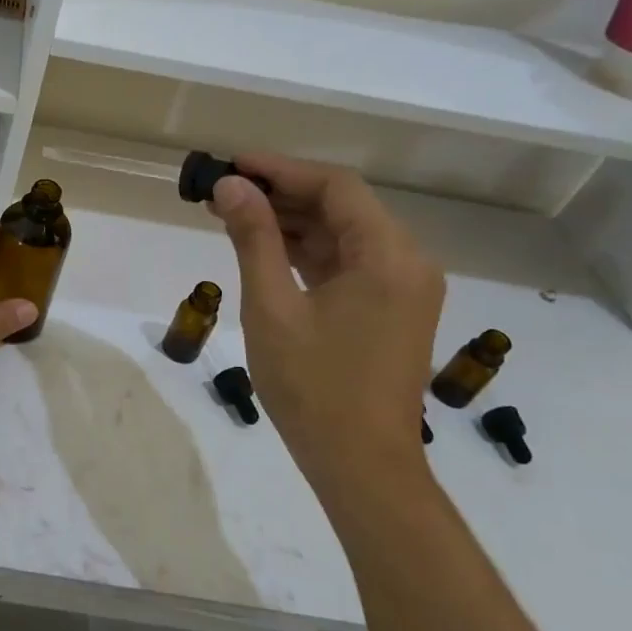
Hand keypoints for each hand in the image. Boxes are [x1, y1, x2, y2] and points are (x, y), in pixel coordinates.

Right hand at [209, 155, 444, 496]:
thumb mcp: (272, 307)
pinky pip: (349, 262)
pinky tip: (266, 247)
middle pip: (343, 206)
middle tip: (224, 191)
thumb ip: (254, 238)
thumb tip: (231, 186)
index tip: (232, 165)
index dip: (280, 169)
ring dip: (293, 221)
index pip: (336, 187)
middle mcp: (408, 262)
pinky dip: (309, 251)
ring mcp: (403, 288)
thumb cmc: (313, 386)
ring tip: (234, 215)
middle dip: (282, 194)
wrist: (361, 465)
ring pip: (344, 234)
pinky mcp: (392, 309)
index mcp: (387, 256)